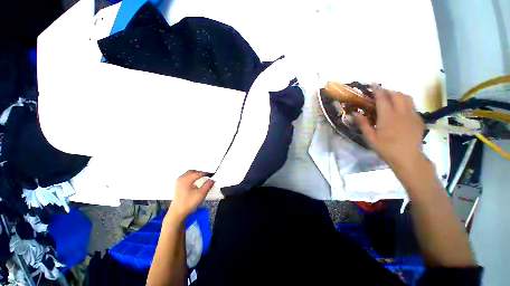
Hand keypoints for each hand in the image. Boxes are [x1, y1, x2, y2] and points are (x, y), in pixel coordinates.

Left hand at [167, 170, 214, 221]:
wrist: (177, 213)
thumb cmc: (188, 203)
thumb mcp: (201, 194)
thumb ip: (208, 185)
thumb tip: (212, 180)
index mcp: (186, 179)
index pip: (198, 173)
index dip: (206, 173)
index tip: (212, 174)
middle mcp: (181, 178)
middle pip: (193, 171)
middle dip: (200, 172)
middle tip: (208, 175)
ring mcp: (179, 182)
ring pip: (189, 174)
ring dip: (196, 174)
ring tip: (203, 177)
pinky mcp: (178, 185)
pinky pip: (186, 177)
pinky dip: (192, 177)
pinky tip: (196, 181)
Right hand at [356, 86, 425, 169]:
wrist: (408, 158)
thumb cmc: (386, 148)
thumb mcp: (370, 138)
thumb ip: (363, 124)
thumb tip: (355, 113)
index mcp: (388, 116)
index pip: (383, 98)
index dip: (377, 90)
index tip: (373, 84)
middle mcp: (401, 112)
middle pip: (396, 94)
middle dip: (388, 91)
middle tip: (380, 93)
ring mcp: (412, 115)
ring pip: (407, 98)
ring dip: (398, 95)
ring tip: (390, 98)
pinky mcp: (418, 119)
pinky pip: (412, 106)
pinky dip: (404, 103)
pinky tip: (400, 110)